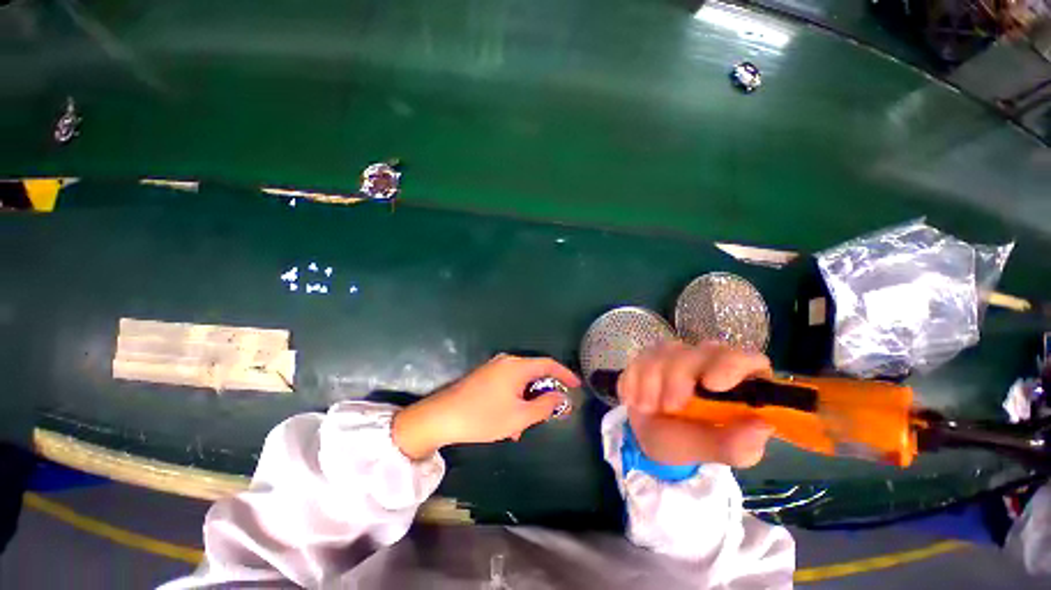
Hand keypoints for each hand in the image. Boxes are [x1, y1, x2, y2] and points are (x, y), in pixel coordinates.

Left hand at [392, 354, 580, 459]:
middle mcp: (507, 361)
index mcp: (517, 366)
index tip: (577, 385)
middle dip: (541, 394)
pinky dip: (513, 400)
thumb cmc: (483, 417)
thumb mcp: (519, 417)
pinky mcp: (484, 375)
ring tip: (521, 427)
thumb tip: (559, 396)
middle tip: (547, 413)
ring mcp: (493, 367)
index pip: (548, 364)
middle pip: (534, 373)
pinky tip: (507, 422)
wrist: (441, 417)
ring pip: (519, 383)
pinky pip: (507, 384)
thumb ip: (544, 406)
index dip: (565, 374)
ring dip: (525, 402)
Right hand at [620, 340, 774, 467]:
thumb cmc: (688, 444)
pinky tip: (634, 399)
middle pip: (700, 352)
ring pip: (665, 352)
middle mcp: (708, 361)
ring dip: (651, 383)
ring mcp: (676, 355)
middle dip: (679, 378)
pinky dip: (633, 380)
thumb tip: (761, 425)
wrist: (648, 437)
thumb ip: (736, 445)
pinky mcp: (648, 355)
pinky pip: (639, 358)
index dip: (732, 366)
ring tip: (647, 408)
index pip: (748, 360)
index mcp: (737, 383)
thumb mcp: (711, 453)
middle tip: (668, 407)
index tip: (711, 384)